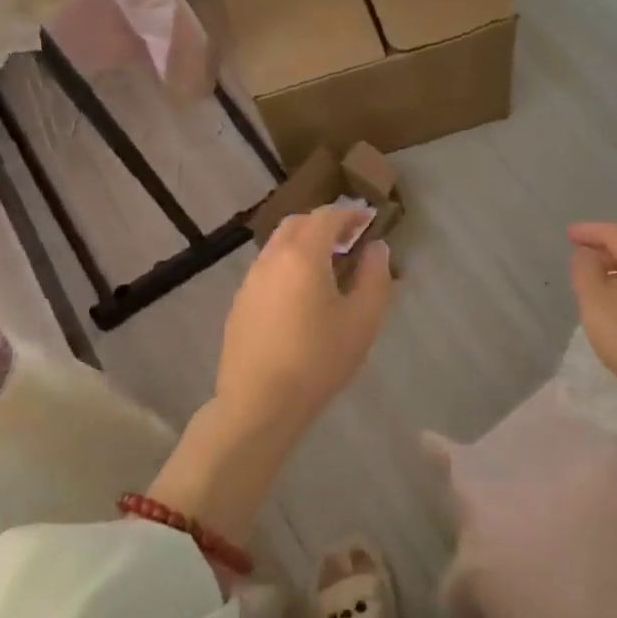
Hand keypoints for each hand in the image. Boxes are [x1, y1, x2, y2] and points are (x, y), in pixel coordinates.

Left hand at [218, 204, 393, 432]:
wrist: (258, 403)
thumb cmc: (318, 360)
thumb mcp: (362, 320)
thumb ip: (375, 277)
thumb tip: (376, 249)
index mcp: (302, 255)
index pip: (327, 217)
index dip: (350, 213)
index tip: (369, 219)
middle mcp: (271, 259)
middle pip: (297, 224)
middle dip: (324, 223)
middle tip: (349, 238)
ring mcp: (250, 281)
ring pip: (277, 246)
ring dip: (303, 244)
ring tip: (327, 265)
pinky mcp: (240, 304)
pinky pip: (267, 269)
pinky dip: (288, 265)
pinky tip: (301, 294)